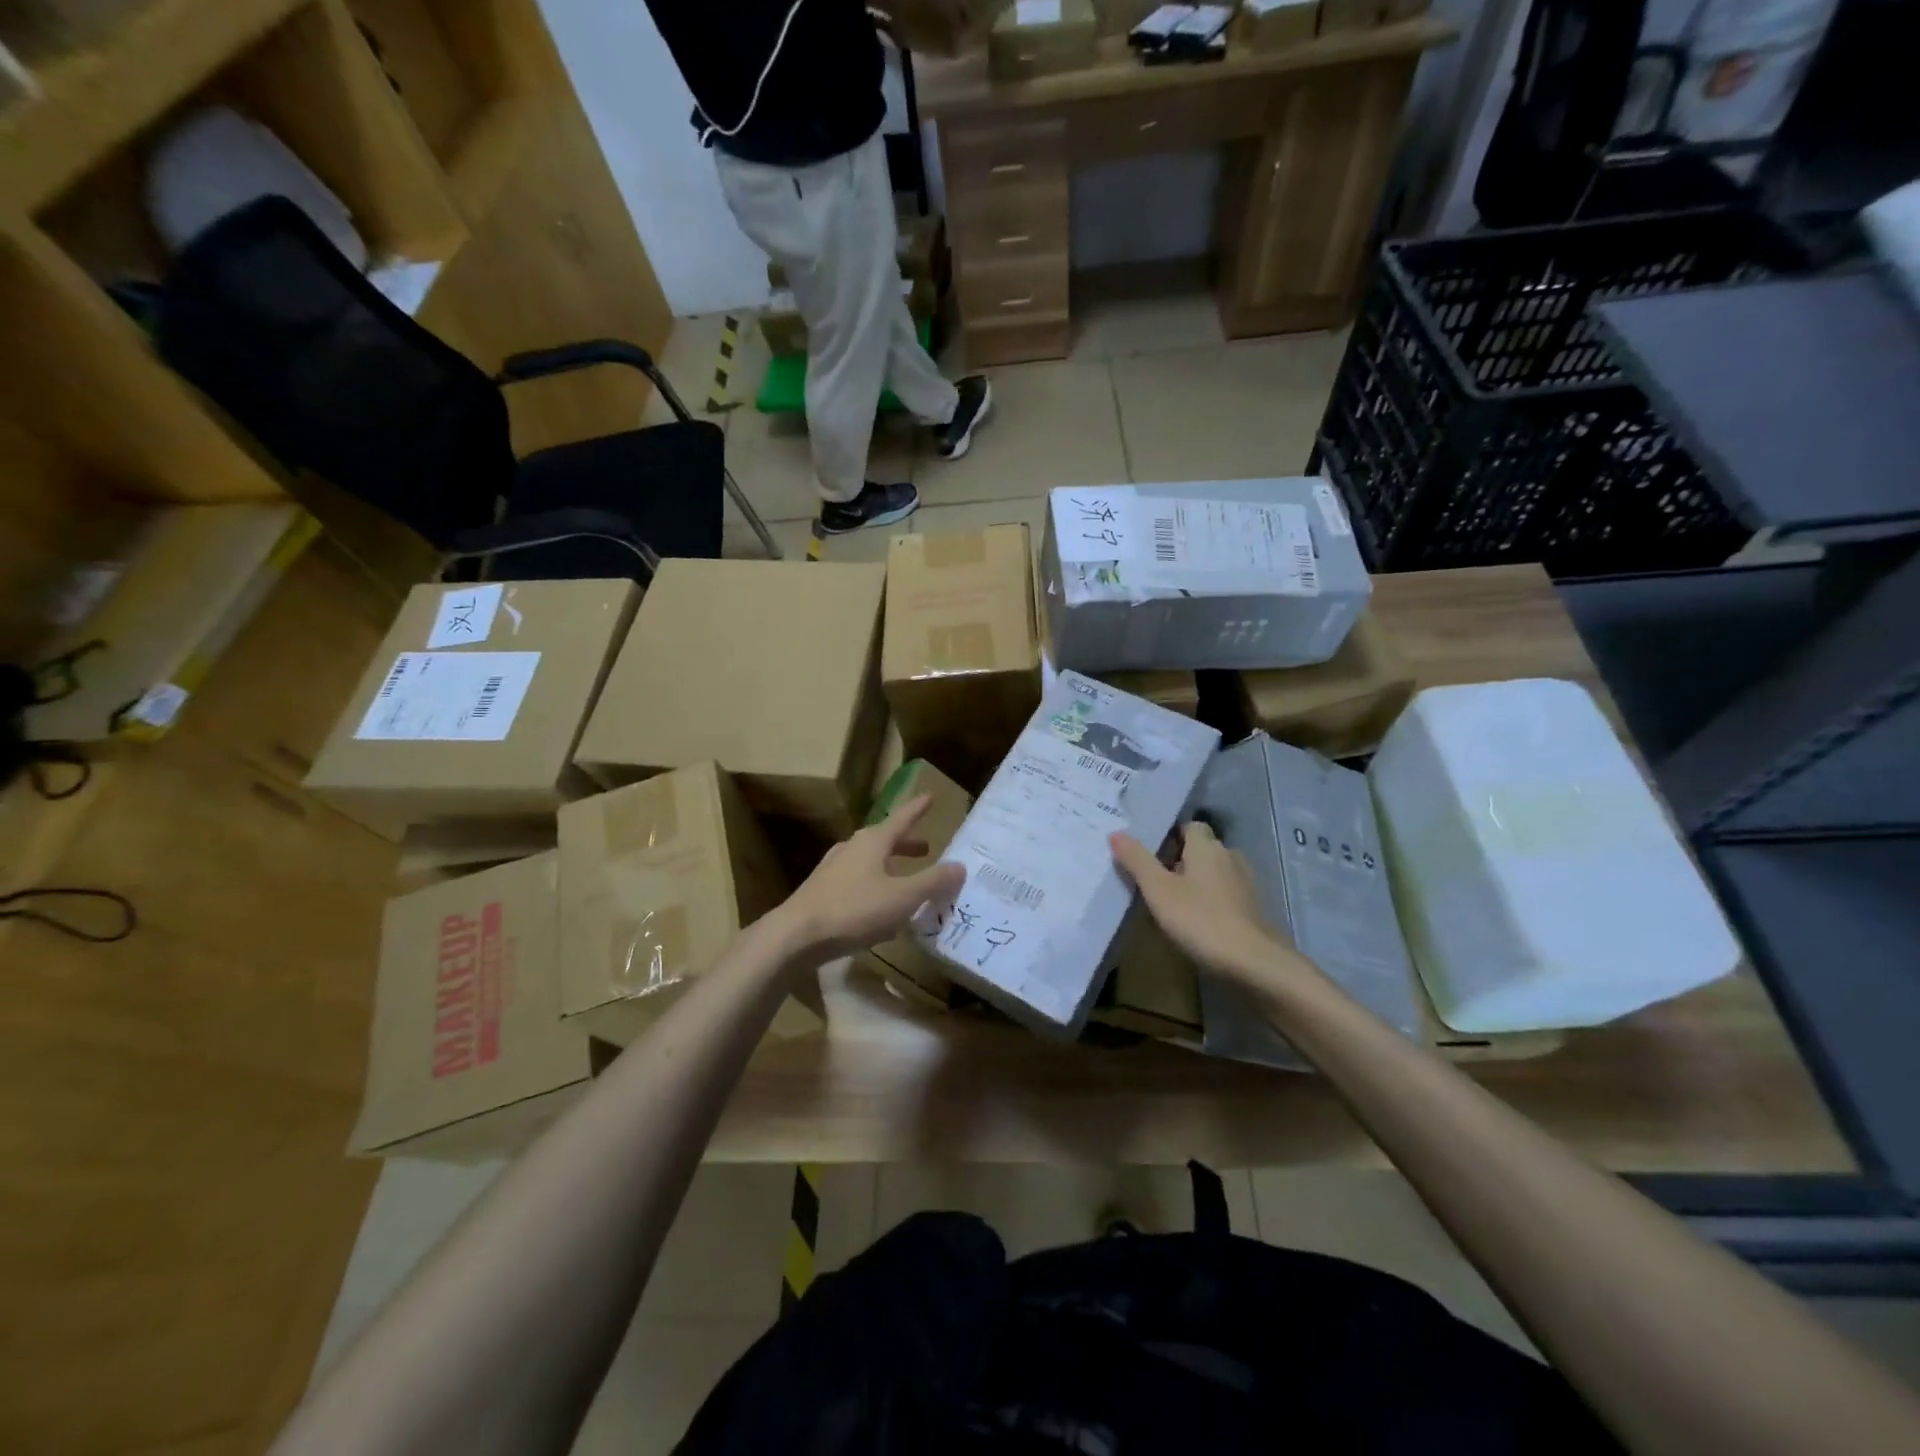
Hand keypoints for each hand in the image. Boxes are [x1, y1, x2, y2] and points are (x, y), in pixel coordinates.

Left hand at [775, 794, 965, 960]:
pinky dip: (874, 884)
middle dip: (906, 843)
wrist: (796, 935)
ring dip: (890, 865)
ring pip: (869, 860)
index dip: (918, 809)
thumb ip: (933, 882)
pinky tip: (879, 906)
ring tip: (905, 877)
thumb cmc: (854, 910)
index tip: (930, 796)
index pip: (902, 818)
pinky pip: (856, 880)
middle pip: (884, 840)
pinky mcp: (822, 891)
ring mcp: (833, 869)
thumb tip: (960, 866)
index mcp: (872, 841)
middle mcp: (852, 848)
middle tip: (926, 848)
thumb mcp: (903, 897)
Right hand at [1110, 822, 1317, 984]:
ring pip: (1215, 873)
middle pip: (1201, 850)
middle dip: (1180, 860)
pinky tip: (1197, 922)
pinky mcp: (1254, 909)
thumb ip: (1137, 860)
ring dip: (1197, 883)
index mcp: (1207, 846)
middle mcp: (1230, 856)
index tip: (1150, 853)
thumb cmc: (1200, 919)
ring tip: (1172, 903)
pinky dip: (1212, 902)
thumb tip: (1116, 833)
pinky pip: (1226, 895)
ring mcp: (1246, 883)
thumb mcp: (1158, 890)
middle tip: (1153, 880)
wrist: (1253, 963)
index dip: (1170, 836)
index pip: (1189, 826)